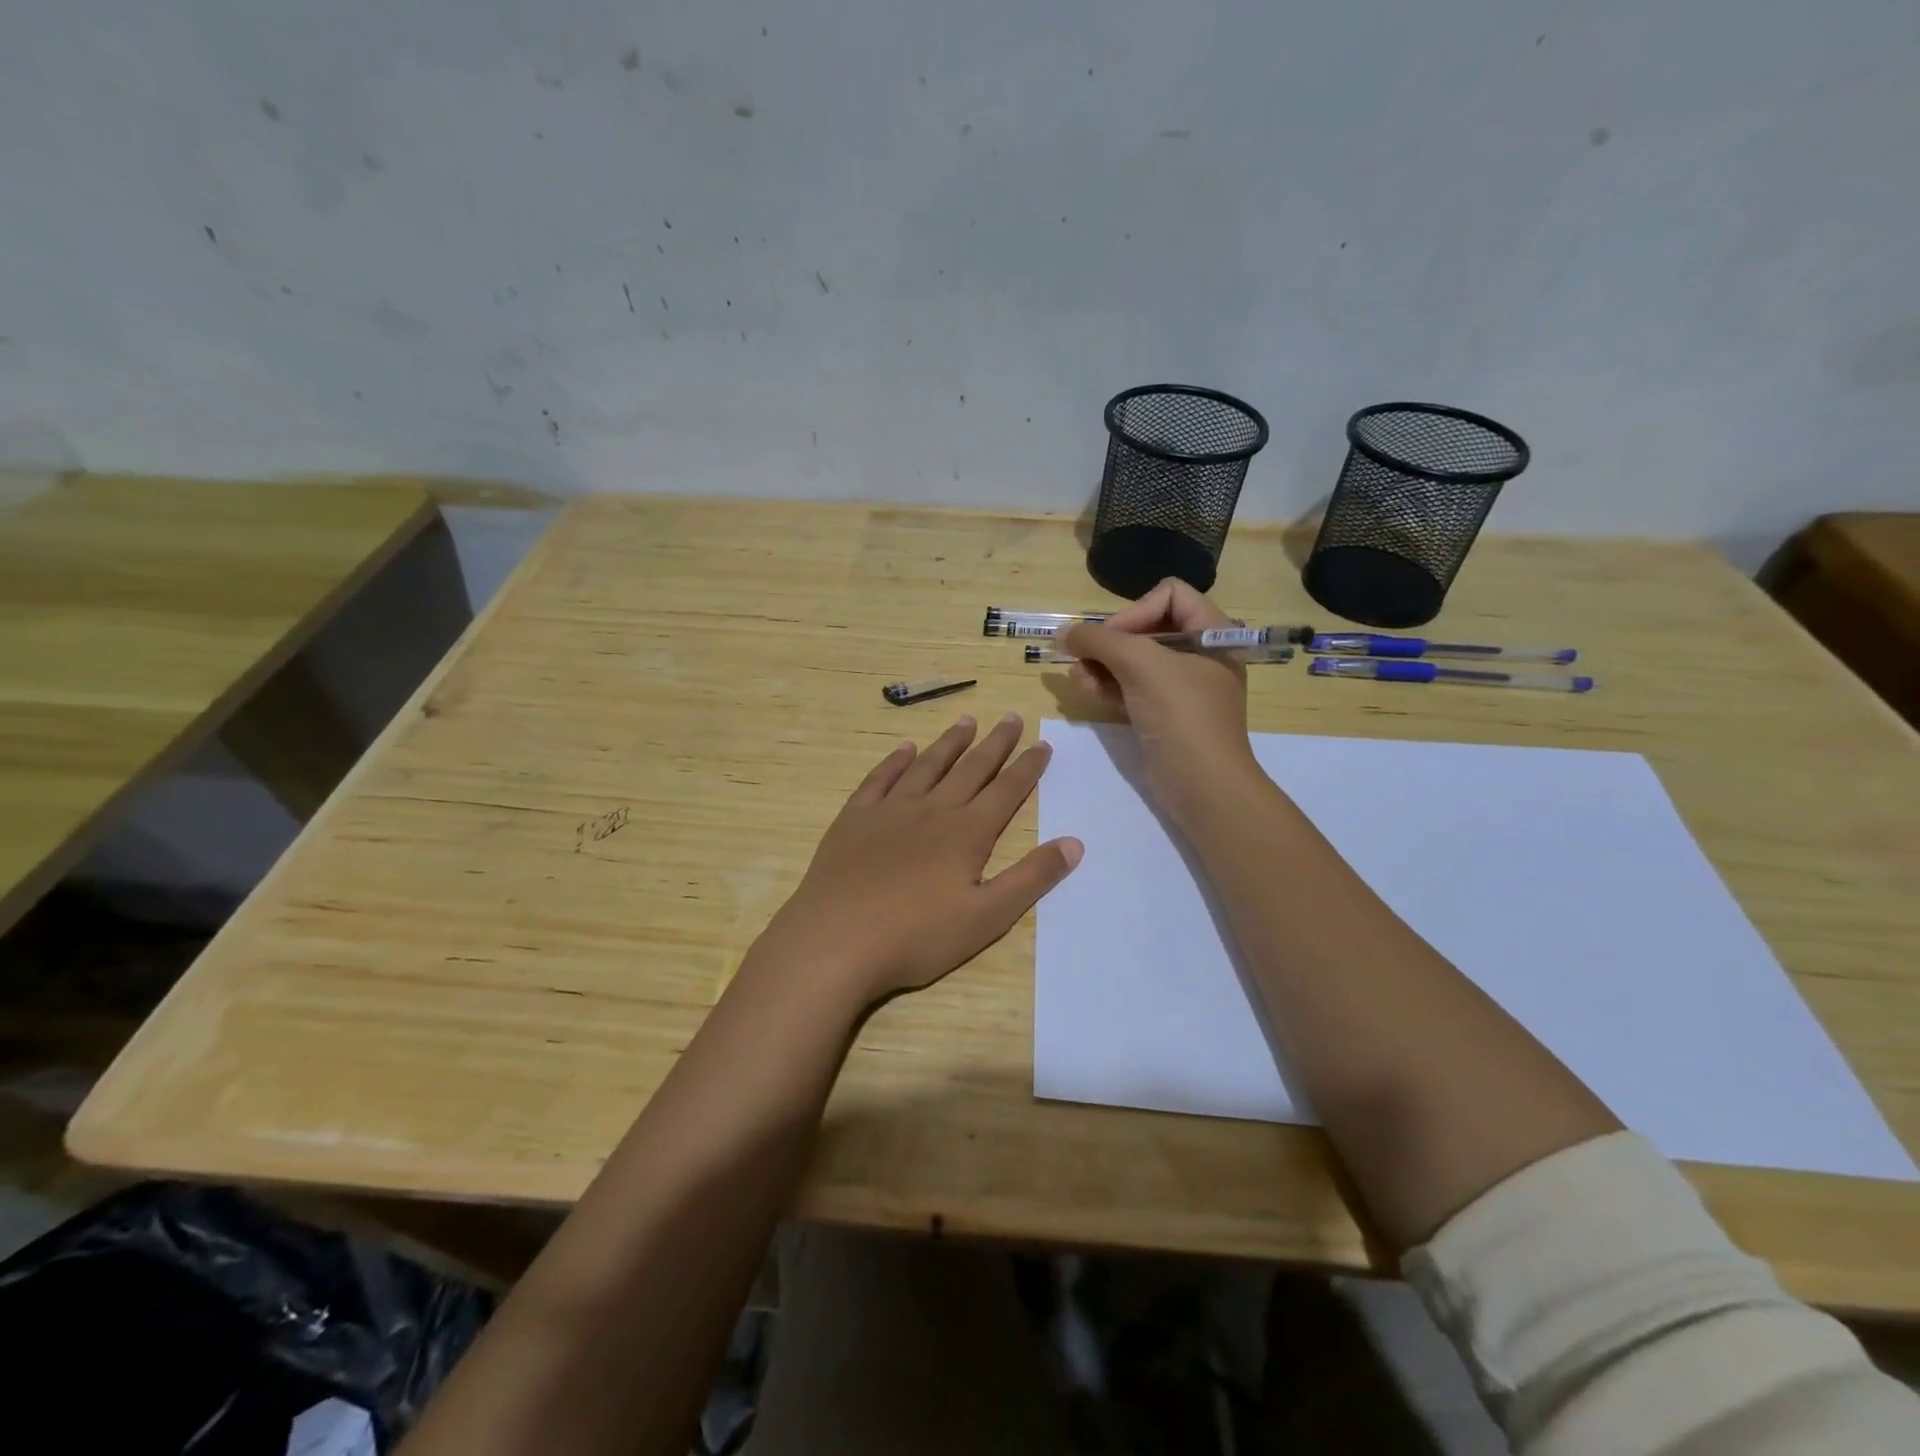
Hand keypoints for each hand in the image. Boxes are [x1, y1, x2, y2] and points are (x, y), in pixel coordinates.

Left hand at [755, 713, 1082, 1009]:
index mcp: (966, 834)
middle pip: (970, 769)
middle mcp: (931, 810)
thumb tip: (1075, 843)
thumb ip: (1031, 878)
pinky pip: (879, 779)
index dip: (1027, 768)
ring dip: (950, 743)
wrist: (836, 940)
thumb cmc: (917, 936)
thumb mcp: (987, 917)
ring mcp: (889, 811)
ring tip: (966, 721)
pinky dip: (895, 761)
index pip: (1006, 791)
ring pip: (927, 766)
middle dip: (995, 744)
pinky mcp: (854, 819)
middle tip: (1010, 717)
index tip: (1042, 744)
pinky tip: (905, 750)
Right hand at [1060, 579, 1257, 820]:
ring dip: (1101, 665)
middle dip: (1110, 642)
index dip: (1135, 610)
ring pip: (1133, 660)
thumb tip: (1062, 633)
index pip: (1169, 595)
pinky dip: (1109, 686)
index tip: (1113, 639)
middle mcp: (1199, 654)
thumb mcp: (1140, 665)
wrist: (1203, 785)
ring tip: (1079, 679)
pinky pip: (1132, 688)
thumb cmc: (1181, 715)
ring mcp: (1181, 687)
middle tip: (1083, 658)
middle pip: (1145, 627)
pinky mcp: (1163, 714)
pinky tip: (1087, 691)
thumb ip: (1098, 641)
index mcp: (1212, 632)